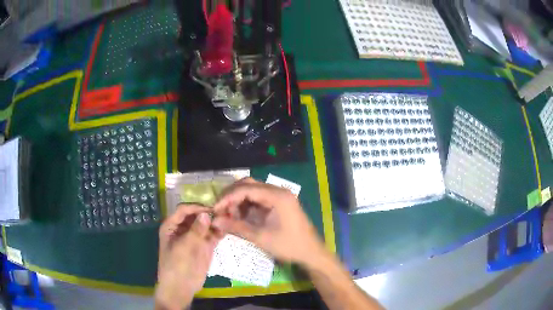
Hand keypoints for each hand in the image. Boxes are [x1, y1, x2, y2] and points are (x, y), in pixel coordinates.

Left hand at [155, 204, 220, 309]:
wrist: (181, 287)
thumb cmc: (176, 266)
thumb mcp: (184, 247)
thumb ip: (195, 231)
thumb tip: (206, 214)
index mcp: (172, 226)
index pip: (184, 210)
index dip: (196, 207)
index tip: (211, 208)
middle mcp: (183, 228)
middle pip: (196, 215)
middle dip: (209, 213)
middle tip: (225, 211)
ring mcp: (195, 237)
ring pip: (206, 224)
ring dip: (216, 221)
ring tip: (229, 218)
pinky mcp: (204, 246)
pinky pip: (212, 235)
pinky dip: (219, 231)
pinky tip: (227, 228)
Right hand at [212, 178, 325, 266]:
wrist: (311, 252)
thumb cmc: (288, 245)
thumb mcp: (260, 237)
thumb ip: (236, 226)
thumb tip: (214, 221)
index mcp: (277, 196)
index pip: (246, 189)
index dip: (227, 198)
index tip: (215, 209)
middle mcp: (278, 191)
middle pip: (248, 185)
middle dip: (232, 196)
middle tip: (220, 210)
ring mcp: (279, 196)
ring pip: (252, 190)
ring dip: (238, 200)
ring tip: (229, 215)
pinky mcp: (279, 203)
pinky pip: (259, 198)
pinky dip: (247, 205)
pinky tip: (240, 216)